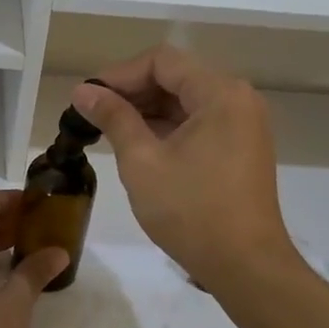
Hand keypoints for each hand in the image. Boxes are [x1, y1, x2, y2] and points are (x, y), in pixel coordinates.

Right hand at [71, 46, 293, 290]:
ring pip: (186, 100)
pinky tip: (138, 144)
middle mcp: (238, 99)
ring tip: (108, 129)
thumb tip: (83, 91)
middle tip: (92, 114)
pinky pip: (199, 122)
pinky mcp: (242, 147)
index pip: (161, 61)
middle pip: (176, 77)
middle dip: (132, 91)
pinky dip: (167, 127)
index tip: (88, 97)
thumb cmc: (191, 210)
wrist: (245, 266)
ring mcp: (243, 124)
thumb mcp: (142, 161)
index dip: (119, 74)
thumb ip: (113, 118)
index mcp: (220, 93)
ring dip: (147, 110)